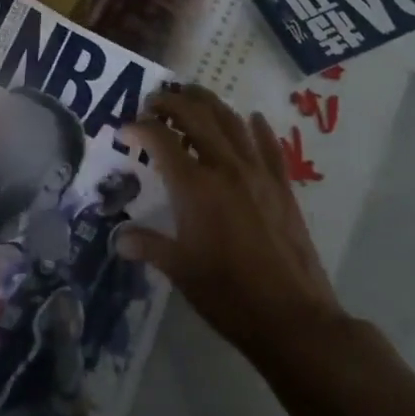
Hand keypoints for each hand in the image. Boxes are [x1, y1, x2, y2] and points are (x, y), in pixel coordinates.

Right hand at [118, 84, 346, 366]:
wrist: (294, 319)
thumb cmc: (228, 294)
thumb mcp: (180, 270)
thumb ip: (148, 245)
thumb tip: (120, 239)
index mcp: (195, 186)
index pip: (160, 139)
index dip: (139, 127)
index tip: (124, 130)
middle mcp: (225, 168)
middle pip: (195, 117)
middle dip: (170, 103)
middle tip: (153, 102)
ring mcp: (258, 174)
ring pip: (231, 122)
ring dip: (208, 103)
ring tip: (191, 96)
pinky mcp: (282, 187)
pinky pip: (270, 146)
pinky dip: (257, 128)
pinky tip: (252, 118)